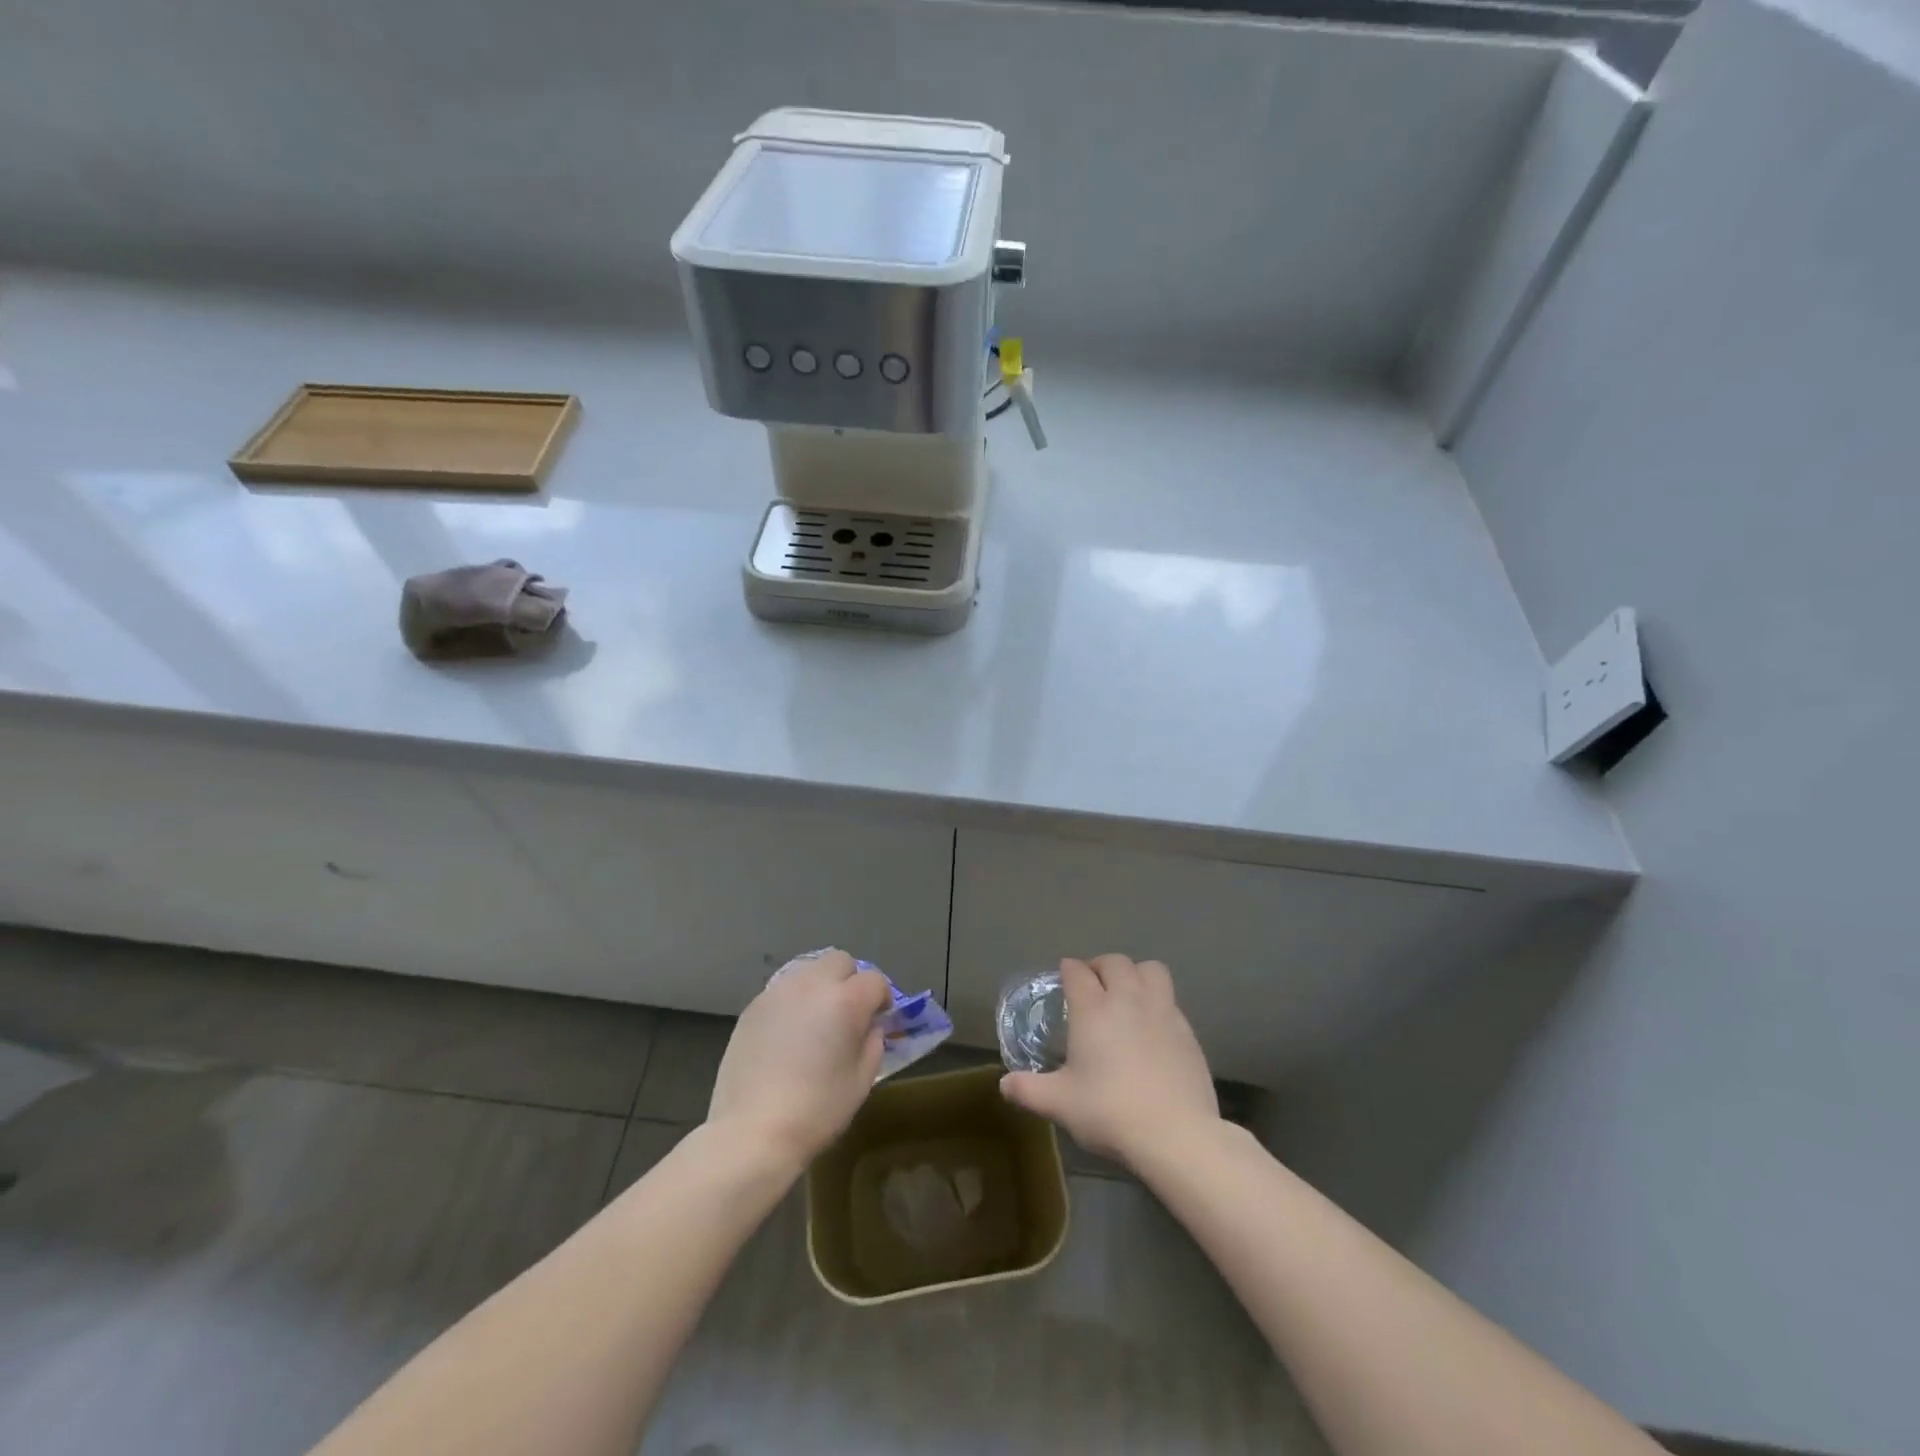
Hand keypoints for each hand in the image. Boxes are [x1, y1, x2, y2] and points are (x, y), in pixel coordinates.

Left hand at [706, 950, 892, 1172]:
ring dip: (820, 987)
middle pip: (840, 961)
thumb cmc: (817, 1110)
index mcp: (846, 1000)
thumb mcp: (862, 1080)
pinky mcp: (753, 1006)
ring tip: (815, 1021)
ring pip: (809, 970)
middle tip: (847, 1013)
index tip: (878, 1019)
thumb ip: (873, 1042)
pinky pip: (783, 990)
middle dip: (850, 980)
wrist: (752, 1131)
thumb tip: (869, 1026)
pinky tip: (788, 1034)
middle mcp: (813, 984)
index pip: (875, 980)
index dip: (882, 999)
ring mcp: (779, 992)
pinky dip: (793, 1002)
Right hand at [1000, 955, 1218, 1170]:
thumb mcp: (1060, 1104)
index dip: (1068, 970)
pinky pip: (1170, 999)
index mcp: (1092, 1009)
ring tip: (1127, 994)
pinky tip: (1153, 1026)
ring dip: (1135, 973)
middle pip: (1114, 962)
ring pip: (1150, 970)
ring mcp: (1162, 1011)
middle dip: (1100, 966)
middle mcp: (1127, 999)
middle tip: (1093, 985)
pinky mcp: (1187, 1030)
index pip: (1077, 971)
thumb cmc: (1110, 1112)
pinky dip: (1158, 1001)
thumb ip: (1028, 1090)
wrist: (1176, 1134)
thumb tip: (1004, 1084)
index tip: (1064, 979)